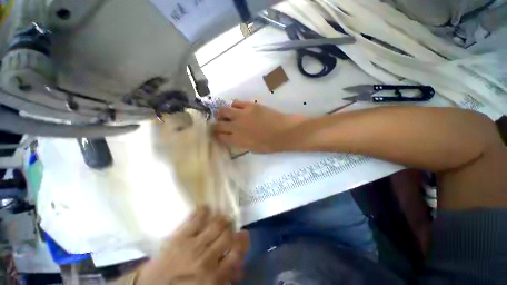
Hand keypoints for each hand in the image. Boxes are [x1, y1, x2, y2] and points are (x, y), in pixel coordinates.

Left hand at [136, 208, 248, 284]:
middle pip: (228, 235)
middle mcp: (206, 258)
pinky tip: (207, 208)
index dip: (243, 242)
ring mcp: (193, 245)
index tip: (244, 237)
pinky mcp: (180, 236)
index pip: (237, 253)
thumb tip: (241, 267)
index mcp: (213, 277)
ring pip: (217, 224)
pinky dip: (204, 210)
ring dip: (223, 219)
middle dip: (234, 229)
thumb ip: (225, 279)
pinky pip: (196, 218)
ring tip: (223, 218)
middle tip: (232, 227)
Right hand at [213, 101, 305, 152]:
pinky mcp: (250, 105)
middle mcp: (236, 127)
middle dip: (216, 125)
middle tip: (220, 124)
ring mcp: (242, 115)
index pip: (219, 137)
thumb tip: (234, 138)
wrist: (284, 132)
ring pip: (223, 110)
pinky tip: (238, 109)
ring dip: (222, 113)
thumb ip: (241, 143)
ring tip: (227, 115)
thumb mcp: (253, 149)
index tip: (217, 134)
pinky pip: (236, 103)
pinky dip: (234, 106)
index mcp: (237, 140)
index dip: (217, 135)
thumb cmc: (270, 144)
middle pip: (217, 124)